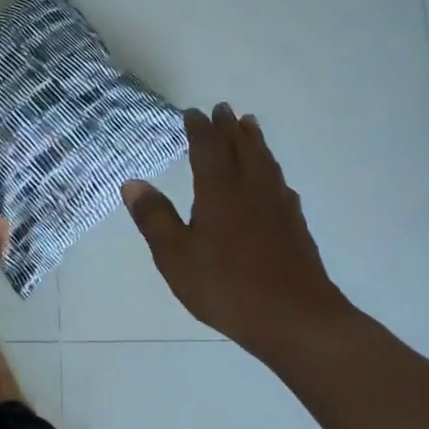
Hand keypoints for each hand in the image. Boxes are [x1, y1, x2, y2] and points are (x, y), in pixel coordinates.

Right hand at [122, 103, 359, 365]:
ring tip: (250, 126)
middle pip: (242, 148)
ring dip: (255, 141)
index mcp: (220, 190)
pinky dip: (272, 171)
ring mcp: (278, 206)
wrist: (296, 319)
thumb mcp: (175, 256)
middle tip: (224, 109)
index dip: (199, 129)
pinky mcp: (295, 226)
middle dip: (230, 127)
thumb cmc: (227, 286)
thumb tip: (132, 183)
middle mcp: (251, 188)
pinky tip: (274, 180)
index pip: (208, 148)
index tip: (192, 113)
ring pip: (265, 162)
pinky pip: (280, 184)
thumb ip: (154, 218)